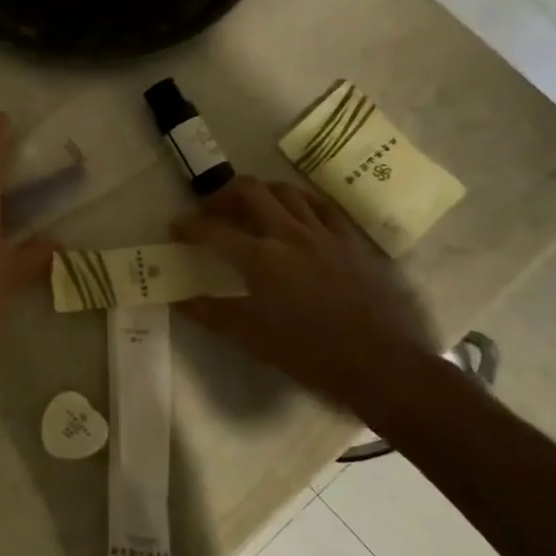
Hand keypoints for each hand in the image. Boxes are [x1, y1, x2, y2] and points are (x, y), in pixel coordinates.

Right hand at [174, 176, 439, 421]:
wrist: (378, 364)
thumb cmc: (308, 354)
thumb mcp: (251, 337)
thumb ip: (211, 314)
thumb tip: (180, 301)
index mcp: (260, 259)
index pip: (213, 230)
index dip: (189, 226)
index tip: (176, 228)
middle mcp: (289, 234)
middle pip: (249, 191)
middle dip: (223, 196)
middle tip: (214, 214)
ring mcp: (324, 232)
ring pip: (286, 191)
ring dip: (261, 194)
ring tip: (251, 210)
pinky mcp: (351, 239)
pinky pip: (321, 205)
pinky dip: (299, 202)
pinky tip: (295, 214)